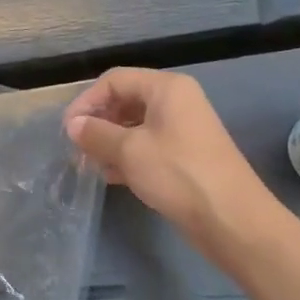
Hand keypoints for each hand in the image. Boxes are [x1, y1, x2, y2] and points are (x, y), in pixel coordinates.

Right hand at [63, 67, 272, 255]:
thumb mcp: (130, 151)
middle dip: (98, 122)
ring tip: (89, 164)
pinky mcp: (184, 156)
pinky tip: (110, 176)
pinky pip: (147, 146)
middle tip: (76, 148)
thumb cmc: (178, 174)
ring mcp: (182, 129)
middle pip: (125, 100)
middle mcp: (176, 101)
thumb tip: (73, 125)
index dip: (87, 100)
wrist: (231, 219)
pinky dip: (126, 156)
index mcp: (166, 88)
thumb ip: (96, 133)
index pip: (115, 80)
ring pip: (134, 126)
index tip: (68, 130)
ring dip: (109, 142)